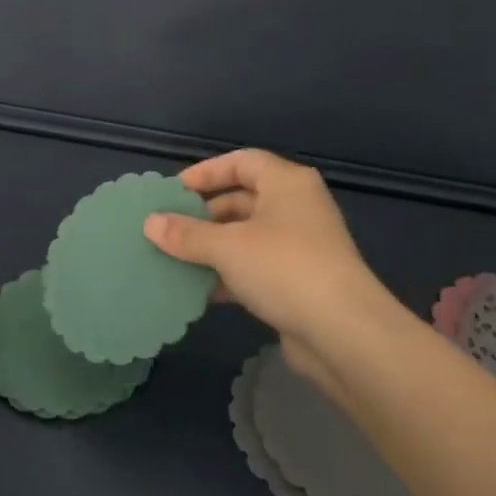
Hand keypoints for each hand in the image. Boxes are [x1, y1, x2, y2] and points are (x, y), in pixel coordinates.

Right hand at [143, 149, 411, 406]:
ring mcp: (301, 246)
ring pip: (247, 236)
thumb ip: (187, 234)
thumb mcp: (227, 247)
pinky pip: (255, 267)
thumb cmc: (284, 269)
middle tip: (168, 229)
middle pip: (243, 199)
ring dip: (212, 248)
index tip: (174, 191)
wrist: (345, 333)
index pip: (242, 162)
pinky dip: (229, 274)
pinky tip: (199, 290)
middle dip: (204, 215)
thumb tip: (150, 223)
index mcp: (287, 183)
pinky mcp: (299, 282)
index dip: (207, 172)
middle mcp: (297, 207)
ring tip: (174, 259)